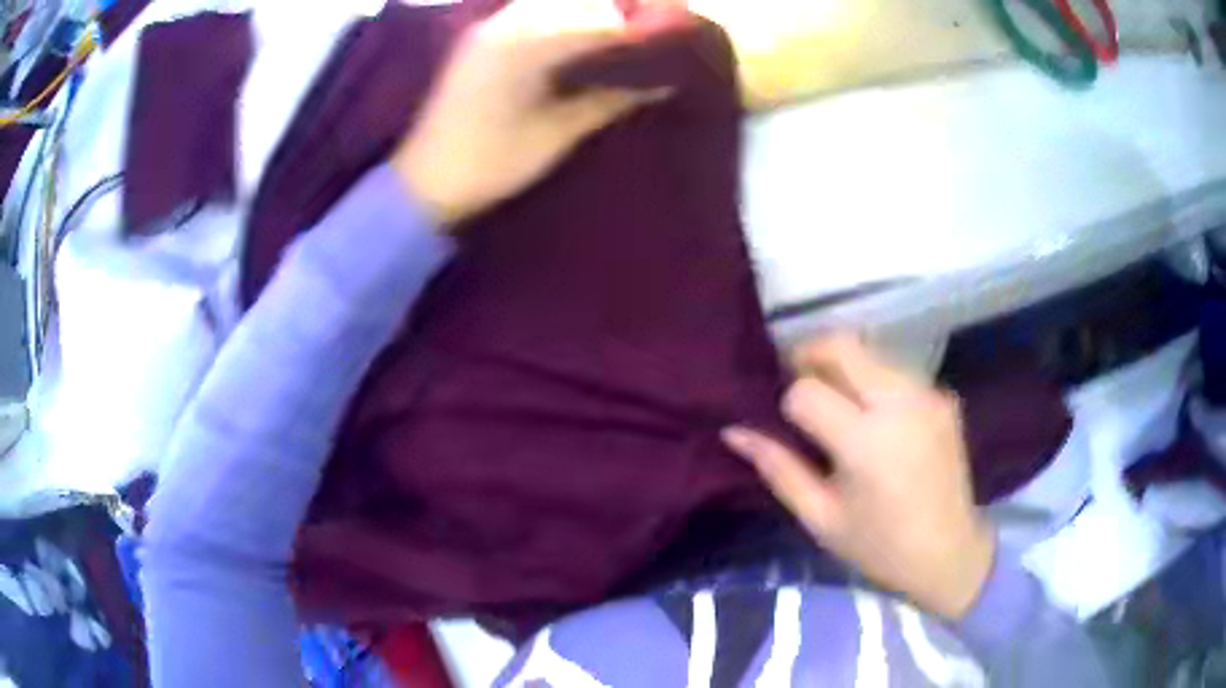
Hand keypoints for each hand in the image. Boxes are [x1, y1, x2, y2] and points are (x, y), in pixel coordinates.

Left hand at [392, 0, 673, 228]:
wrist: (423, 181)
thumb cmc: (491, 163)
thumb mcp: (557, 133)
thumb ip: (610, 99)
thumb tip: (662, 82)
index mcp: (525, 44)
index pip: (599, 19)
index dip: (641, 24)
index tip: (674, 34)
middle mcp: (505, 23)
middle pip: (577, 1)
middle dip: (619, 11)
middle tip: (652, 33)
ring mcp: (489, 28)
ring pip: (553, 3)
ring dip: (591, 13)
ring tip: (623, 36)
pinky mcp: (481, 40)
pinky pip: (531, 14)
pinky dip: (563, 20)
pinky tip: (582, 40)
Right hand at [722, 336, 994, 620]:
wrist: (950, 552)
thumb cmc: (879, 545)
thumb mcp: (820, 517)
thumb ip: (778, 468)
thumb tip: (734, 431)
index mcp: (866, 442)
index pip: (807, 390)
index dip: (788, 404)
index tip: (790, 427)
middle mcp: (900, 404)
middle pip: (842, 346)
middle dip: (809, 356)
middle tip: (798, 387)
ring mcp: (927, 394)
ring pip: (869, 352)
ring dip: (843, 368)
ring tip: (838, 407)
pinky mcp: (943, 395)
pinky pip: (896, 371)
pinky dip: (874, 383)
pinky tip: (876, 420)